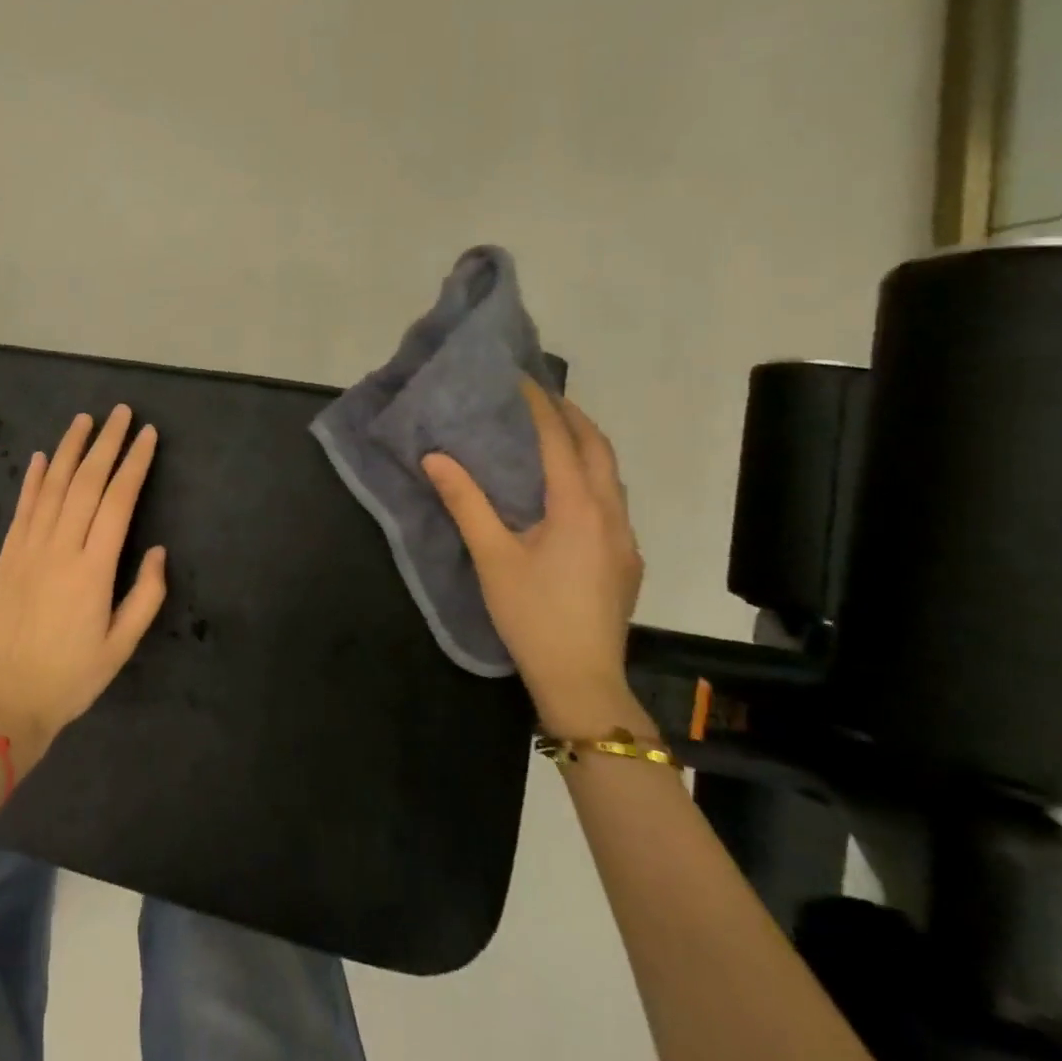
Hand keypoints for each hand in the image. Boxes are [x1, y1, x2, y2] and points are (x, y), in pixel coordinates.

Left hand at [0, 405, 166, 772]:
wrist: (3, 702)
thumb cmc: (71, 678)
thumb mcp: (122, 646)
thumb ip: (145, 596)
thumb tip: (156, 550)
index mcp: (94, 569)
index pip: (119, 500)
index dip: (134, 463)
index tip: (147, 435)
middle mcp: (61, 548)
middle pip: (87, 482)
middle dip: (106, 443)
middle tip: (120, 413)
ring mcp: (28, 549)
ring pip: (53, 486)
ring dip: (70, 449)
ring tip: (84, 419)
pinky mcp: (5, 557)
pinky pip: (22, 508)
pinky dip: (34, 479)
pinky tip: (43, 457)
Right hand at [422, 380, 644, 734]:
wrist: (582, 681)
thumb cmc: (532, 615)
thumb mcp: (492, 557)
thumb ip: (465, 503)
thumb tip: (435, 457)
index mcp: (578, 508)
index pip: (560, 441)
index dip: (540, 407)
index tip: (519, 380)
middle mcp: (611, 515)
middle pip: (599, 450)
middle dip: (573, 417)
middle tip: (540, 397)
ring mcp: (625, 540)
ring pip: (611, 476)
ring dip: (587, 446)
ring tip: (554, 433)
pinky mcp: (626, 561)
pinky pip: (612, 502)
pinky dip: (592, 477)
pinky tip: (567, 492)